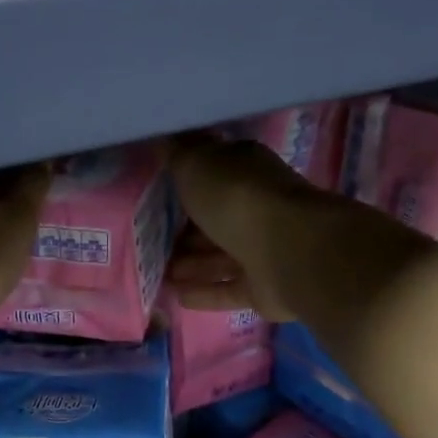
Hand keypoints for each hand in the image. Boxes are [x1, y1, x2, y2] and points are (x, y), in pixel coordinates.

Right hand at [165, 135, 323, 321]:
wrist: (288, 251)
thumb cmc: (238, 199)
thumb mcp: (197, 164)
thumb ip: (178, 154)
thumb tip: (163, 139)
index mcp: (245, 172)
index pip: (212, 175)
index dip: (184, 185)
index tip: (153, 196)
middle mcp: (256, 208)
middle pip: (214, 220)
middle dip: (184, 232)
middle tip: (149, 242)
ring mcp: (263, 249)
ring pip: (219, 257)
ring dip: (190, 265)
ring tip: (157, 273)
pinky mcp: (263, 287)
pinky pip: (227, 290)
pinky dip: (204, 293)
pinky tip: (176, 297)